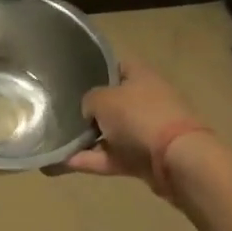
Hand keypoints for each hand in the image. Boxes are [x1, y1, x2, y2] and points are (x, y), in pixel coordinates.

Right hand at [59, 59, 200, 185]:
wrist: (176, 160)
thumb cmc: (138, 116)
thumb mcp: (102, 99)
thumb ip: (89, 100)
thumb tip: (89, 111)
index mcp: (141, 76)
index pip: (116, 66)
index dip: (96, 70)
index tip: (73, 80)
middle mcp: (145, 100)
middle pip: (111, 103)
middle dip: (88, 110)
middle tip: (60, 113)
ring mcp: (145, 131)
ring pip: (109, 133)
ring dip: (85, 140)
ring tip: (54, 144)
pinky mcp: (142, 159)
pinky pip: (110, 157)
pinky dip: (89, 160)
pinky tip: (62, 163)